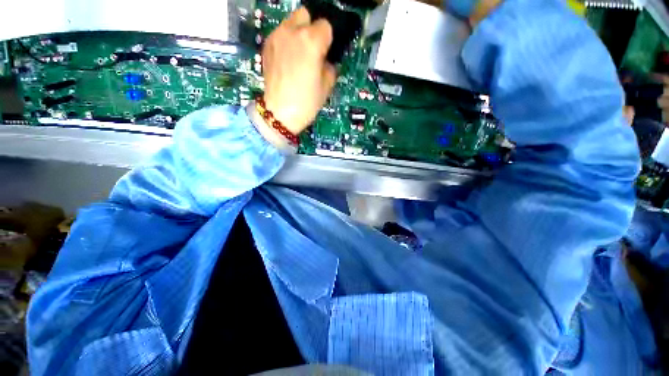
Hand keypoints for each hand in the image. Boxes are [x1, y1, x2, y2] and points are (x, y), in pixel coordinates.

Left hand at [261, 7, 336, 134]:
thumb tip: (327, 60)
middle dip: (311, 28)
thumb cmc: (306, 102)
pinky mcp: (267, 46)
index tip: (326, 53)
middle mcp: (292, 32)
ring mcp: (277, 37)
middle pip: (305, 15)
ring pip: (290, 22)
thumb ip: (330, 67)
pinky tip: (288, 59)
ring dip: (298, 33)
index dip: (328, 40)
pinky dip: (286, 41)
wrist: (280, 113)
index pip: (326, 26)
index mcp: (311, 41)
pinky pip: (280, 34)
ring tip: (299, 54)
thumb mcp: (327, 86)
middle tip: (313, 49)